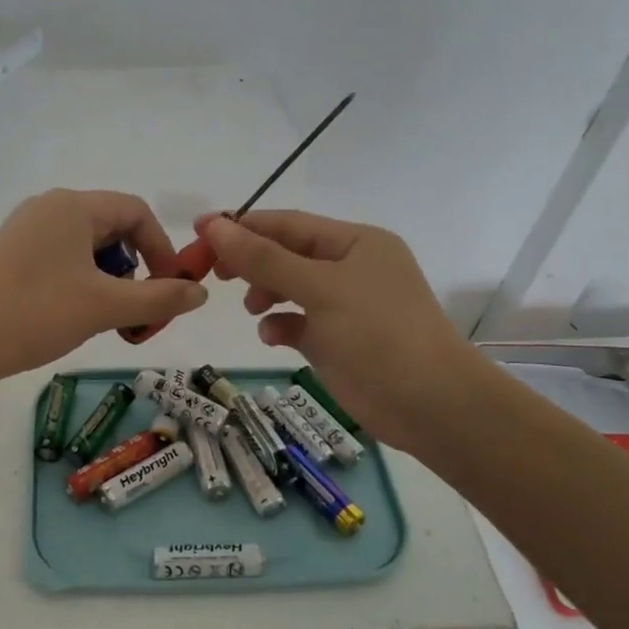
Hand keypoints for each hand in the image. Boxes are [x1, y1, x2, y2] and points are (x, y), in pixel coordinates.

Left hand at [0, 189, 207, 387]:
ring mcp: (26, 229)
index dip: (162, 248)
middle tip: (138, 309)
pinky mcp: (11, 253)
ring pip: (87, 246)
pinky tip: (75, 314)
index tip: (170, 288)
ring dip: (110, 279)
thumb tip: (201, 293)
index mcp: (73, 206)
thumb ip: (159, 298)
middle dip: (135, 267)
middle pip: (112, 227)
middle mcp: (49, 207)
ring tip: (108, 317)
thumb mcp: (105, 307)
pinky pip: (62, 258)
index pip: (137, 211)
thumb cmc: (35, 314)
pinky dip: (83, 282)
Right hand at [196, 209, 481, 453]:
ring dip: (265, 293)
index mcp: (355, 242)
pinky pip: (298, 323)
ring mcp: (345, 306)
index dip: (243, 226)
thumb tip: (214, 226)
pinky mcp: (338, 341)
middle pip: (287, 254)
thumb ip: (264, 258)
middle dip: (251, 262)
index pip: (288, 224)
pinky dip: (280, 325)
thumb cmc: (378, 333)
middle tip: (212, 272)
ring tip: (251, 307)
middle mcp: (350, 268)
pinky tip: (273, 336)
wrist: (430, 404)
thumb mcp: (319, 288)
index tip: (199, 231)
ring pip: (290, 288)